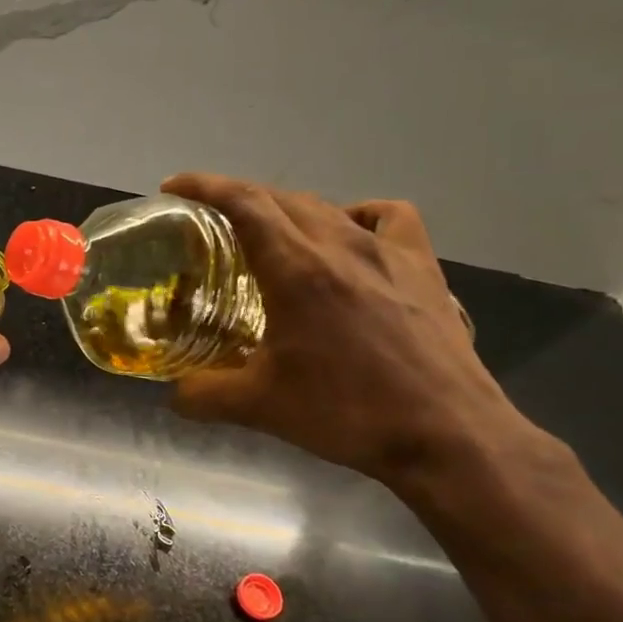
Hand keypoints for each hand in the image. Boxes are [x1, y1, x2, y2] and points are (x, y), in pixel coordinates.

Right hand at [162, 174, 530, 487]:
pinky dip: (359, 217)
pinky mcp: (424, 270)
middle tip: (210, 220)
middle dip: (238, 197)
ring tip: (272, 235)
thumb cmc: (347, 413)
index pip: (244, 203)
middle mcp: (341, 246)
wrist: (449, 436)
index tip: (173, 186)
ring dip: (289, 209)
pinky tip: (349, 238)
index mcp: (297, 270)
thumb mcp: (259, 407)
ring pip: (328, 206)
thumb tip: (173, 393)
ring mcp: (389, 254)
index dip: (203, 185)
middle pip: (281, 198)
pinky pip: (389, 219)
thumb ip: (202, 395)